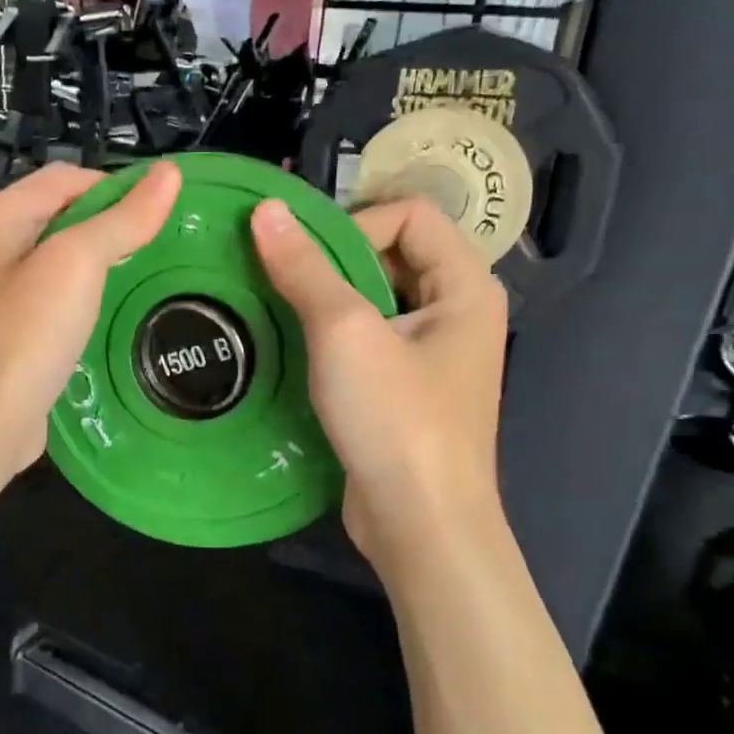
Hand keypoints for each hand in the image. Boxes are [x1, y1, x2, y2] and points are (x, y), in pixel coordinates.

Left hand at [0, 161, 182, 485]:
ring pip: (61, 262)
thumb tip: (170, 173)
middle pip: (62, 217)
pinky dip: (87, 300)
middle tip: (162, 245)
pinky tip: (114, 315)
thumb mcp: (77, 264)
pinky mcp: (11, 334)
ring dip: (102, 264)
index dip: (117, 186)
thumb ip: (122, 219)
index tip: (164, 212)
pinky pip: (56, 301)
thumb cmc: (26, 334)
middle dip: (111, 226)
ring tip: (148, 276)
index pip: (66, 179)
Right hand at [250, 195, 507, 562]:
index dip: (354, 225)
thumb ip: (305, 267)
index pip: (410, 214)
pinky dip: (333, 336)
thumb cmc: (395, 419)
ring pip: (376, 299)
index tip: (306, 261)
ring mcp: (433, 355)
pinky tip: (297, 352)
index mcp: (467, 286)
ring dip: (327, 300)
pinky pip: (369, 340)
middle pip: (393, 254)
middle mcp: (458, 312)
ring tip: (280, 312)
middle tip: (280, 282)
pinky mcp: (406, 390)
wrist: (420, 525)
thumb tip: (266, 209)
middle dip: (334, 261)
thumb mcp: (344, 333)